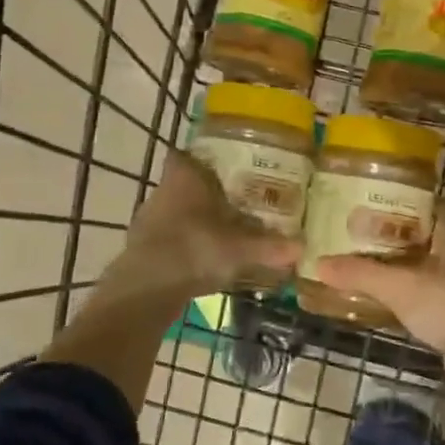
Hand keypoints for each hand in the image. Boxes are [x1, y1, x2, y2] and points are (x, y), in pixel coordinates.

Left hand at [115, 151, 301, 295]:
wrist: (146, 289)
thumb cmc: (193, 249)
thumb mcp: (239, 249)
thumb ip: (270, 247)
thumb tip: (302, 247)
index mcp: (183, 178)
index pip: (184, 155)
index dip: (200, 158)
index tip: (223, 166)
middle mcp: (161, 192)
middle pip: (183, 184)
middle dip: (206, 192)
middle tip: (235, 200)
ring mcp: (148, 221)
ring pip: (175, 212)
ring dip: (194, 220)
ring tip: (222, 231)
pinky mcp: (141, 249)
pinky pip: (168, 238)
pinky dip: (184, 244)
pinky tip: (202, 259)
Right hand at [311, 199, 444, 376]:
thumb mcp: (399, 287)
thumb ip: (361, 273)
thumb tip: (318, 263)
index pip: (428, 201)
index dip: (402, 200)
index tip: (371, 205)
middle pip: (427, 230)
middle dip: (396, 232)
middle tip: (361, 234)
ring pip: (431, 258)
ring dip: (404, 260)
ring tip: (368, 261)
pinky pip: (435, 282)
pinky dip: (414, 283)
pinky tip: (390, 293)